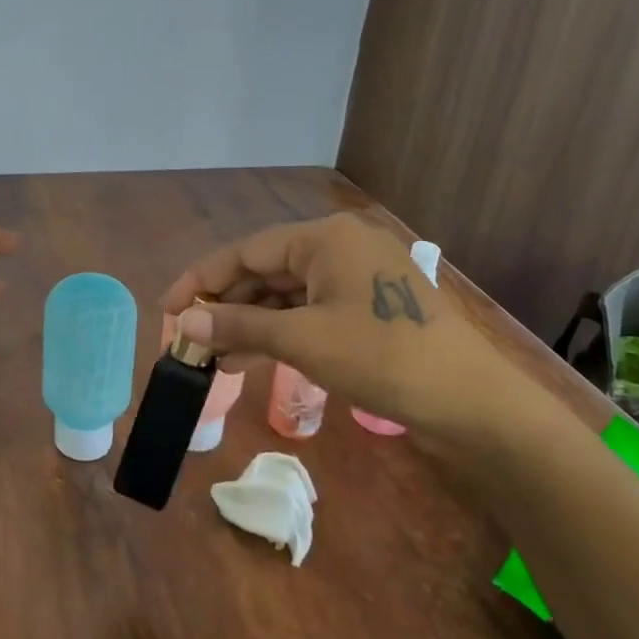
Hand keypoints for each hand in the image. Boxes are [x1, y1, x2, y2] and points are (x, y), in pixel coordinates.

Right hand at [161, 213, 532, 455]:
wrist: (470, 401)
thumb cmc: (381, 358)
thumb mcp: (301, 341)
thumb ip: (237, 327)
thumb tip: (182, 321)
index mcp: (325, 238)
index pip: (247, 251)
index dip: (201, 279)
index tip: (167, 308)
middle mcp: (341, 245)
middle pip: (266, 269)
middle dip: (226, 305)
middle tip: (190, 338)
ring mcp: (359, 275)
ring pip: (288, 293)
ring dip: (251, 322)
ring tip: (214, 356)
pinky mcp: (371, 305)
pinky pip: (312, 309)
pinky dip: (282, 331)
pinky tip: (253, 357)